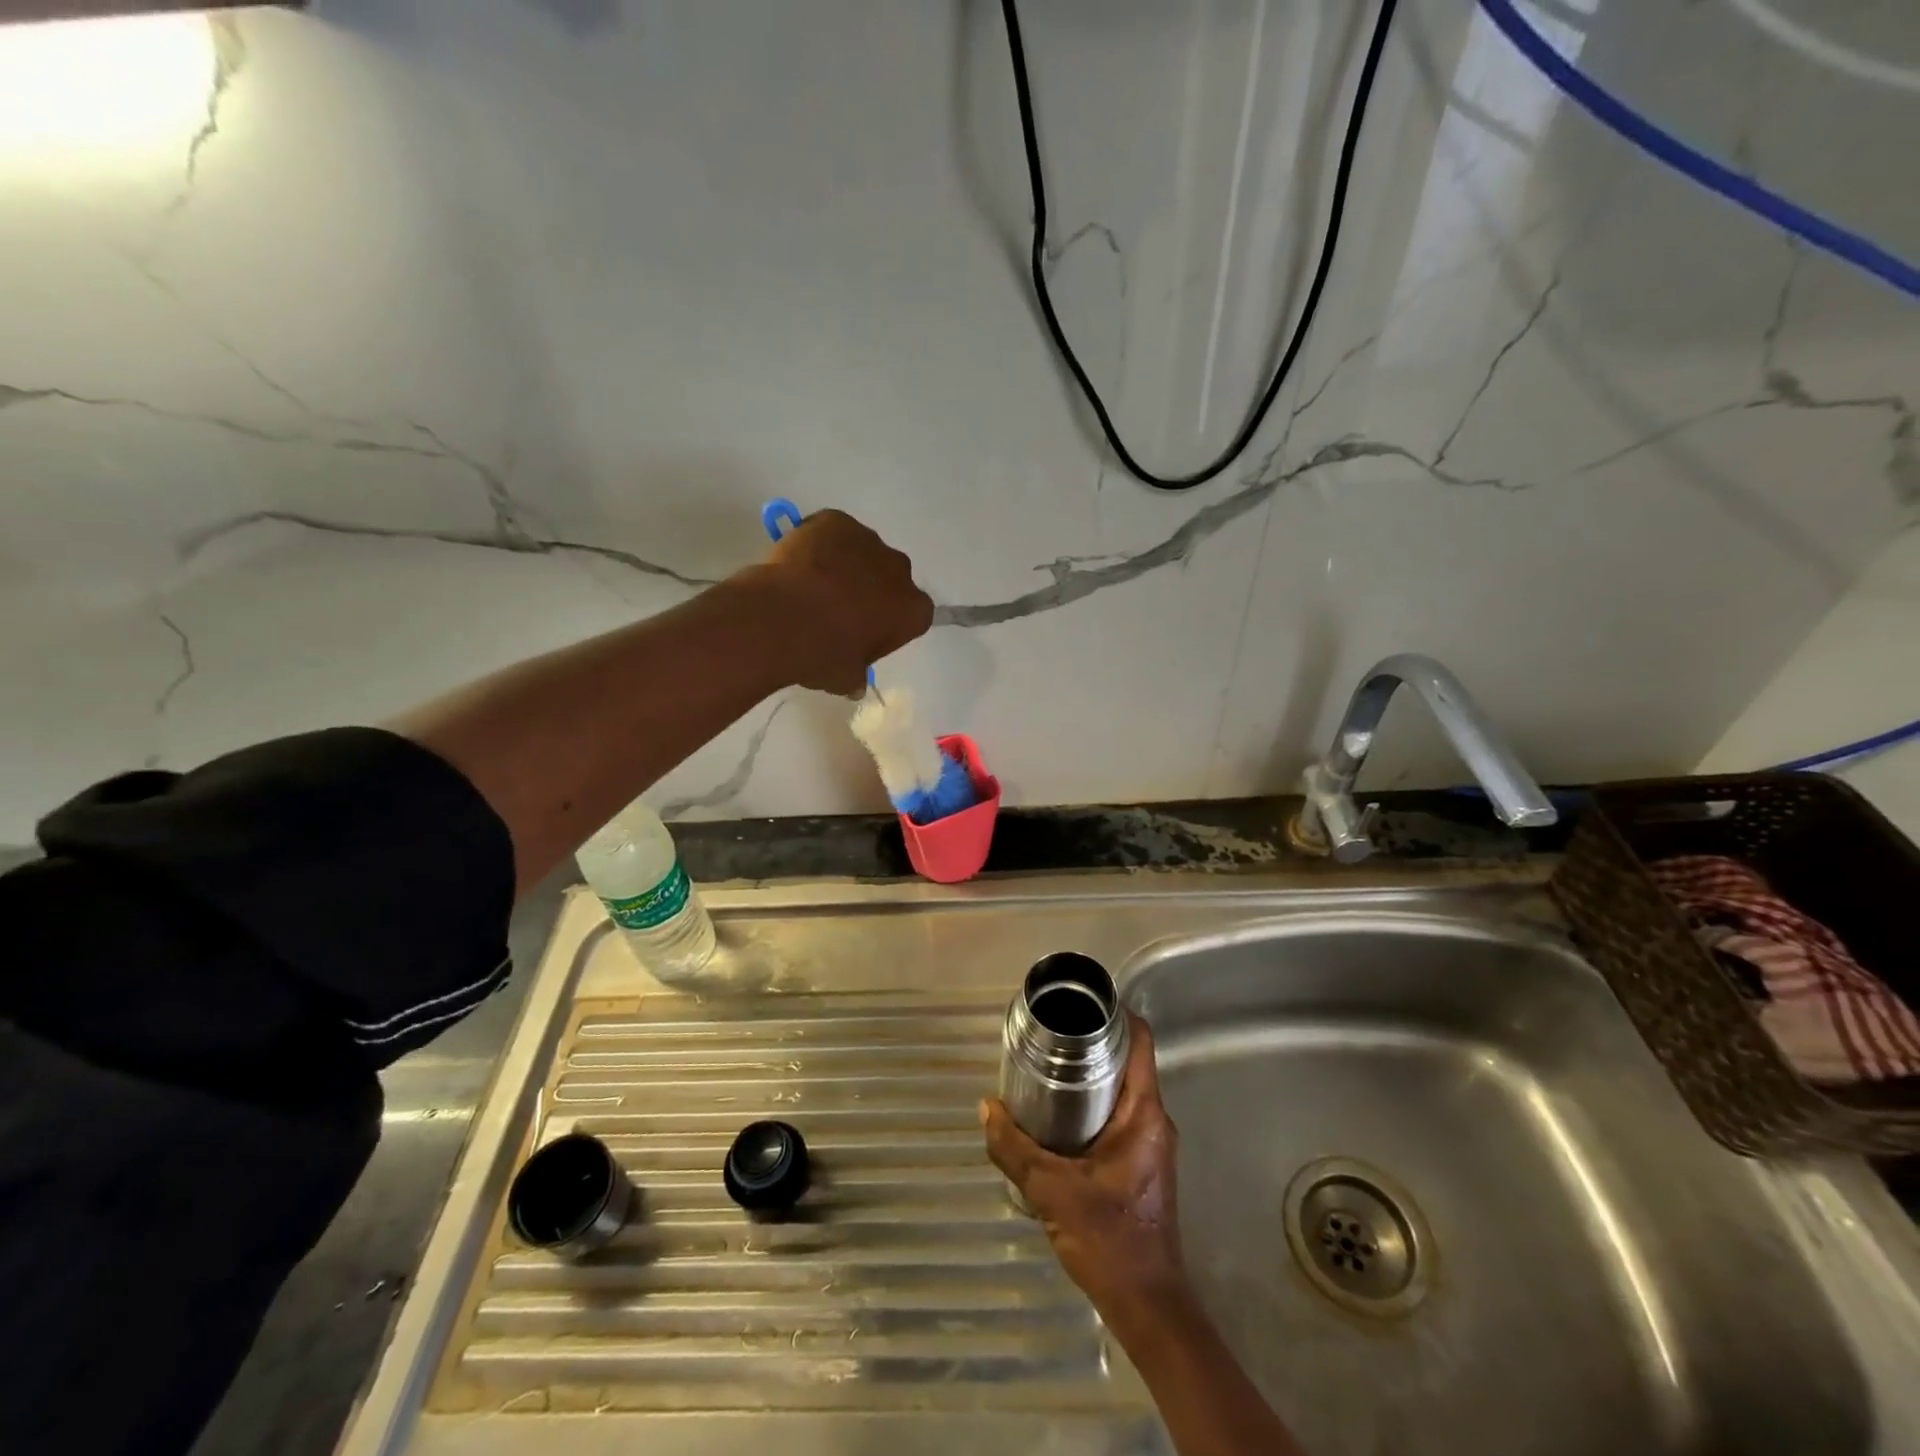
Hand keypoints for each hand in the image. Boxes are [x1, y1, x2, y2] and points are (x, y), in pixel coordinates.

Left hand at [750, 509, 933, 695]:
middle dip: (871, 591)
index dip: (888, 626)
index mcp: (912, 610)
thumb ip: (856, 676)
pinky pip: (833, 532)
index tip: (864, 637)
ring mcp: (868, 539)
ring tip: (812, 588)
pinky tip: (799, 565)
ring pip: (861, 553)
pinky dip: (820, 544)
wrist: (778, 620)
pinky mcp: (836, 520)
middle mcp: (900, 570)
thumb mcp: (845, 678)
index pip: (911, 616)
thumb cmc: (821, 655)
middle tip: (837, 612)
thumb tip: (854, 682)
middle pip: (890, 579)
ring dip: (845, 567)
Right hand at [981, 1013, 1187, 1320]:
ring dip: (1090, 1076)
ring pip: (1122, 1090)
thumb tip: (986, 1108)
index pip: (1141, 1041)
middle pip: (1129, 1061)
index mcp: (1145, 1113)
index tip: (1081, 1001)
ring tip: (1047, 1066)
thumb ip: (1014, 1149)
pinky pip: (1119, 1116)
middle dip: (1092, 1043)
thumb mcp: (1052, 1191)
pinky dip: (1092, 1105)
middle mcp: (1155, 1120)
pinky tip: (1059, 1116)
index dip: (1116, 1013)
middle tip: (1050, 1033)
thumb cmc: (1110, 1240)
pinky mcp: (1142, 1163)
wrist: (1148, 1306)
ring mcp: (1152, 1143)